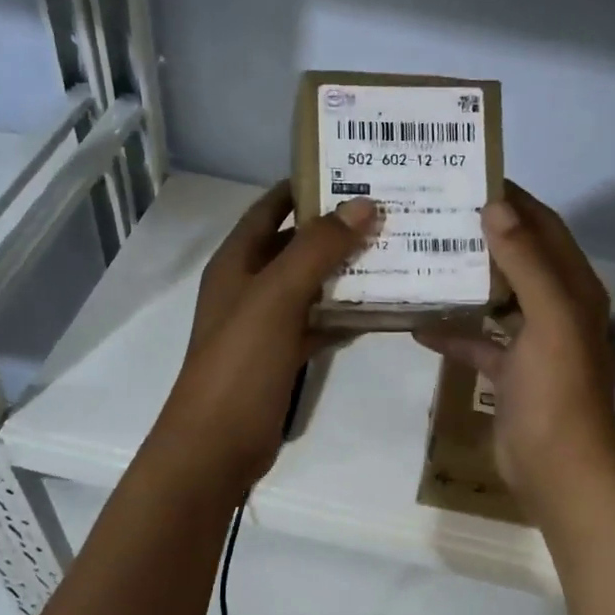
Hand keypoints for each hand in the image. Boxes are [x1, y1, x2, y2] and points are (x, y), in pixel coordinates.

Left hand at [156, 181, 375, 490]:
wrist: (217, 444)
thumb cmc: (240, 363)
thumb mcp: (276, 297)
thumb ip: (317, 249)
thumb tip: (364, 203)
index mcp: (237, 262)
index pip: (271, 208)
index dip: (306, 186)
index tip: (354, 170)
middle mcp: (249, 287)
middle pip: (296, 246)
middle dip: (337, 229)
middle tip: (390, 212)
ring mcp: (266, 325)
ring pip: (311, 287)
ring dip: (346, 273)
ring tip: (397, 254)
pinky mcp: (282, 358)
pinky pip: (318, 325)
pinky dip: (344, 317)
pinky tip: (380, 310)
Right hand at [416, 184, 614, 512]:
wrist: (557, 469)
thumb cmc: (557, 391)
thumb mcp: (550, 319)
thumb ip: (527, 262)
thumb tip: (497, 207)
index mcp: (574, 289)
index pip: (544, 228)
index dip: (515, 200)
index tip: (470, 176)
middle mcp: (557, 309)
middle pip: (518, 258)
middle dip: (483, 234)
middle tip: (436, 213)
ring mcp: (533, 343)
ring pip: (497, 299)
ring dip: (466, 280)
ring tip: (423, 256)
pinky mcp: (510, 374)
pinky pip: (479, 342)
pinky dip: (454, 333)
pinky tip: (419, 326)